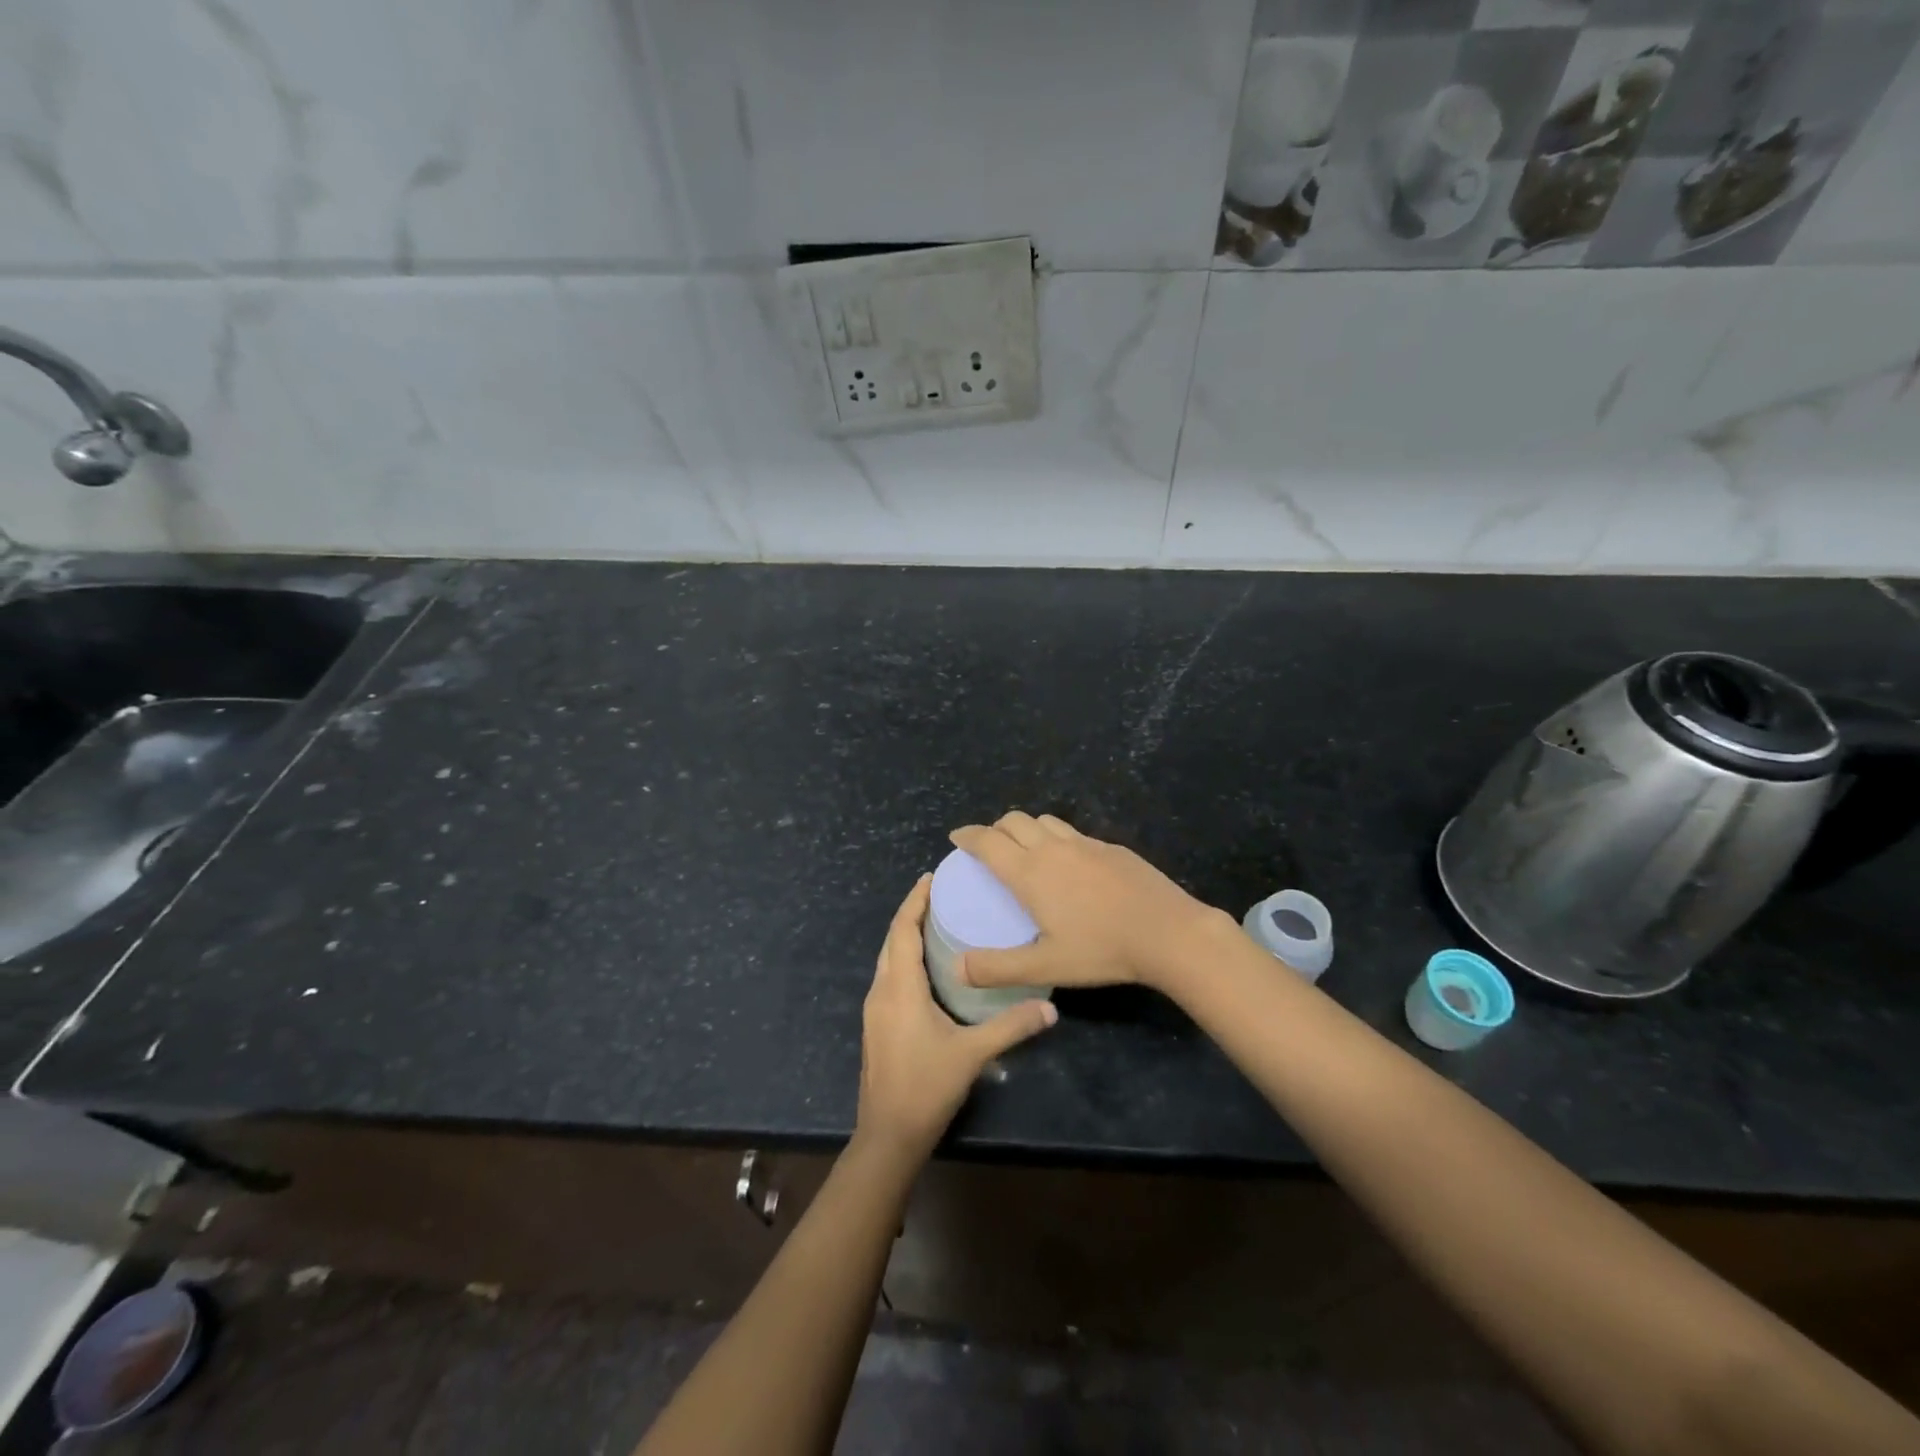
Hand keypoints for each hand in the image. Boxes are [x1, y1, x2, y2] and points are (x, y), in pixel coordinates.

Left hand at [855, 874, 1057, 1163]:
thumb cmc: (926, 1087)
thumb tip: (1050, 1008)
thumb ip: (1011, 1027)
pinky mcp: (877, 1025)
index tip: (931, 877)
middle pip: (892, 939)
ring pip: (887, 958)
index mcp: (899, 988)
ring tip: (936, 922)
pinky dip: (904, 958)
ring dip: (906, 935)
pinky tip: (927, 966)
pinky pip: (888, 976)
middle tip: (940, 893)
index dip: (915, 901)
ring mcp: (875, 1009)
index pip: (902, 930)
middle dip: (912, 912)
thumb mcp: (972, 1054)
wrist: (888, 1135)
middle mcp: (881, 991)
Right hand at [951, 812, 1230, 993]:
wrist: (1168, 931)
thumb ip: (998, 968)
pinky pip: (1073, 833)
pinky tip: (1069, 864)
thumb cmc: (1101, 949)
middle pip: (1014, 821)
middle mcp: (1053, 848)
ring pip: (1045, 821)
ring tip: (1025, 849)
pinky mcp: (1111, 847)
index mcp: (1030, 872)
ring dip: (1026, 828)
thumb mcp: (1045, 967)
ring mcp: (1085, 844)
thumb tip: (957, 968)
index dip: (968, 835)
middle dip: (994, 828)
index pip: (988, 841)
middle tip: (989, 847)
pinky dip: (1057, 838)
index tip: (956, 836)